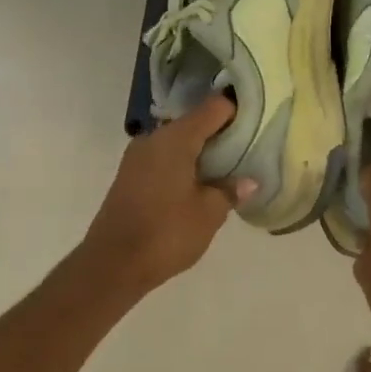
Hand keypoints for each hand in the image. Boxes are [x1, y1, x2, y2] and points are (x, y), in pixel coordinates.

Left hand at [79, 94, 256, 295]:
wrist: (113, 263)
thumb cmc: (166, 232)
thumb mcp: (209, 213)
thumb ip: (229, 191)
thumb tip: (248, 181)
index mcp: (175, 139)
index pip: (213, 108)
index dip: (237, 111)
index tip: (257, 121)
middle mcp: (153, 139)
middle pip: (194, 124)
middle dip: (220, 134)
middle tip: (248, 149)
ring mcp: (137, 157)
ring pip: (177, 143)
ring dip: (201, 153)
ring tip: (228, 170)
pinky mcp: (130, 176)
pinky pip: (163, 159)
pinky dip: (184, 166)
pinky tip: (200, 185)